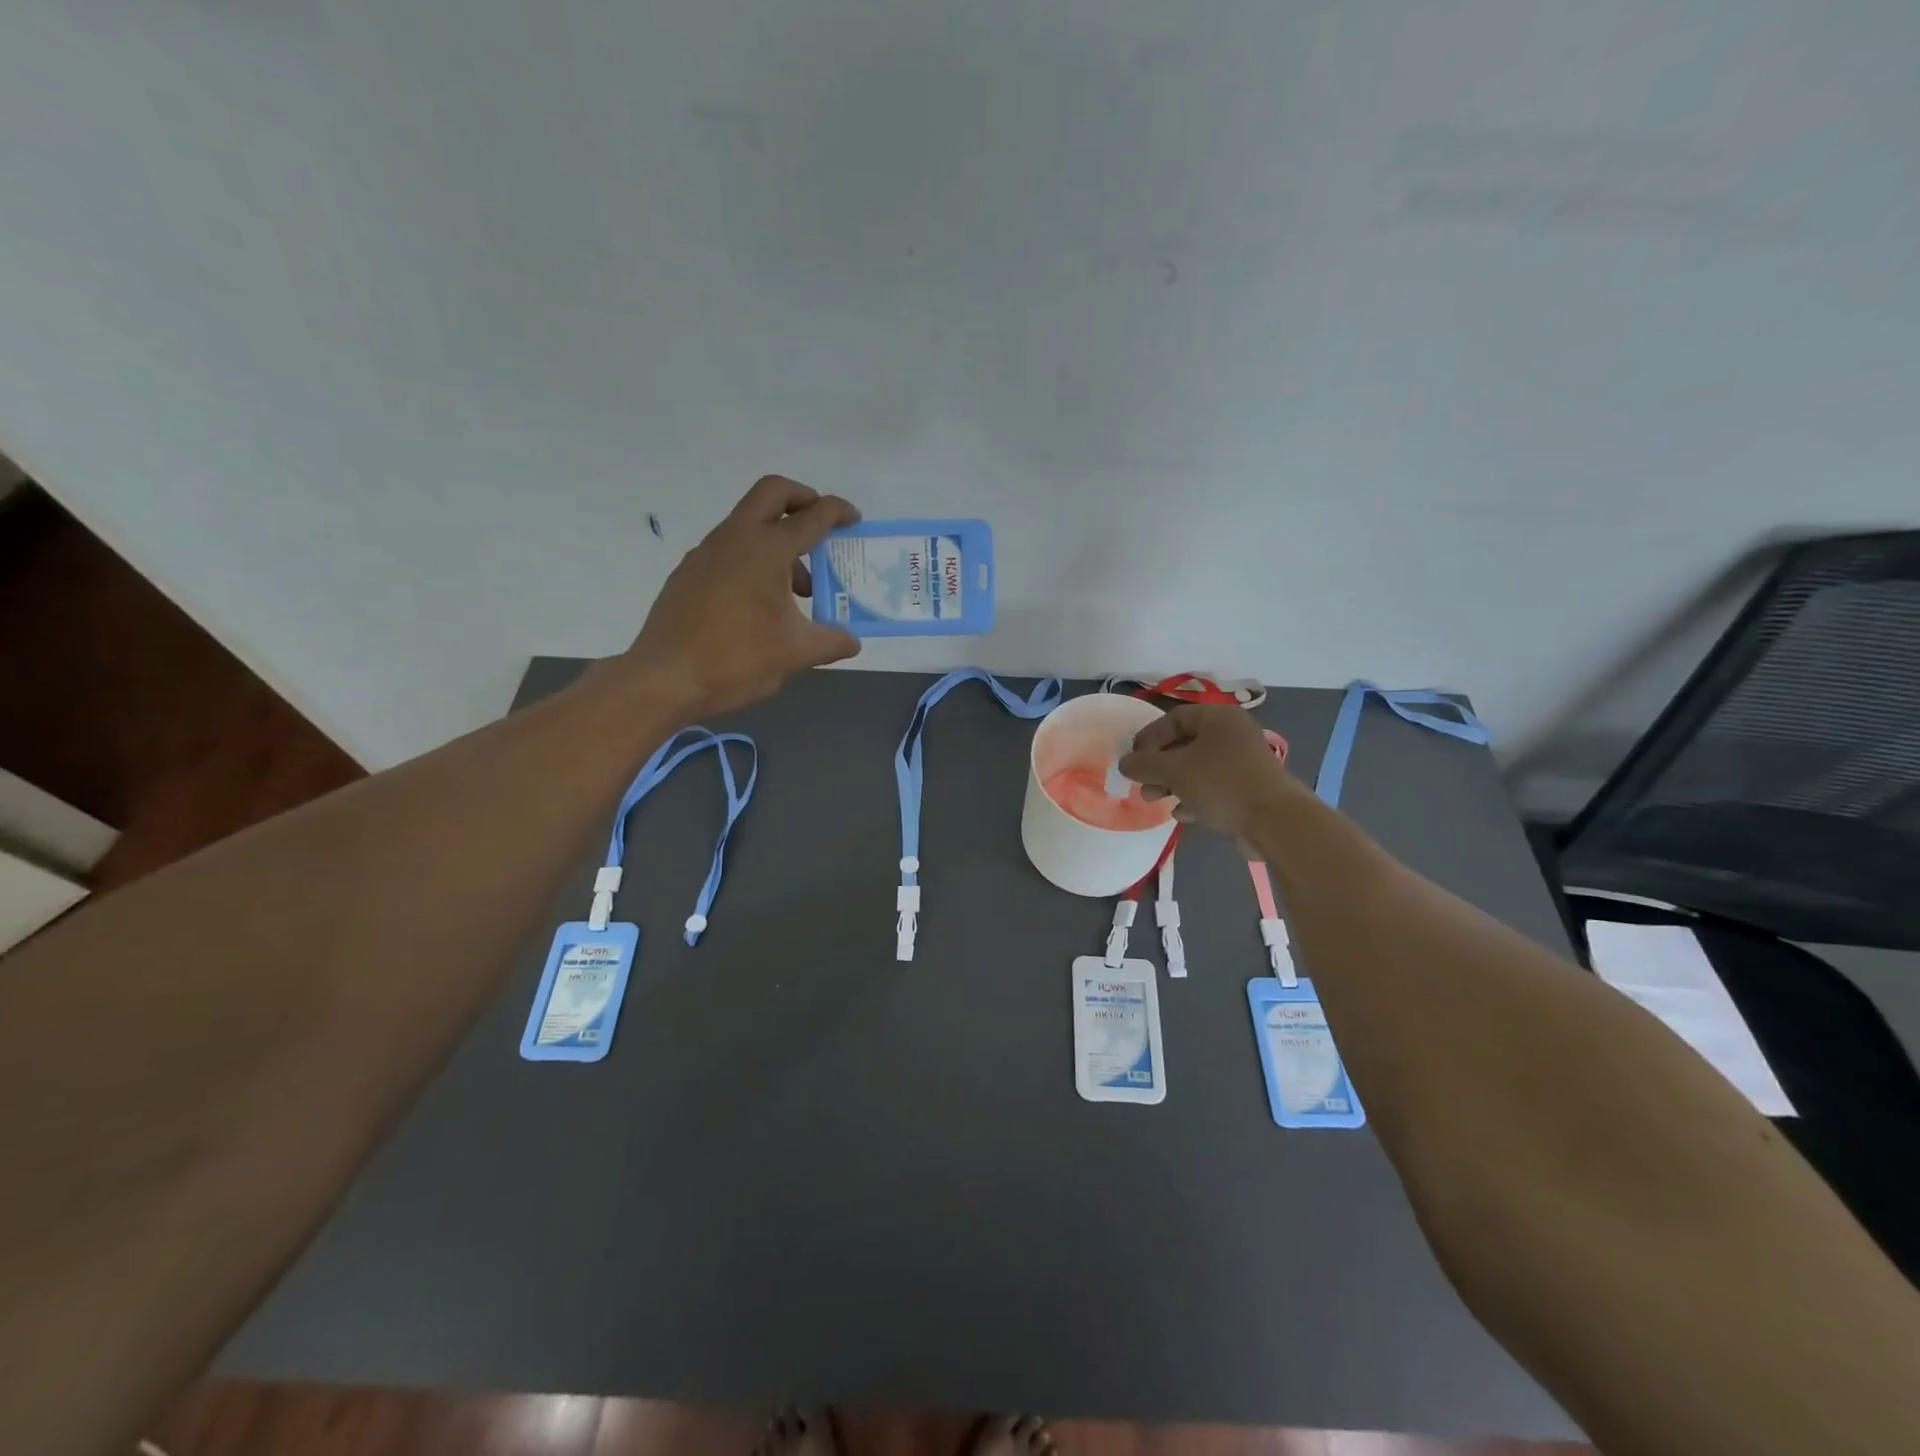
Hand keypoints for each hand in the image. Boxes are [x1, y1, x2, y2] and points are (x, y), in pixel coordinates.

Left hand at [623, 476, 861, 714]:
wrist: (665, 678)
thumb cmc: (736, 658)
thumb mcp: (795, 653)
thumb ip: (831, 642)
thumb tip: (852, 642)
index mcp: (766, 549)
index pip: (811, 516)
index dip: (838, 512)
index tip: (854, 520)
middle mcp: (735, 538)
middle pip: (773, 492)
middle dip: (803, 499)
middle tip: (822, 527)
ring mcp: (707, 552)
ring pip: (750, 523)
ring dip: (779, 539)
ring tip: (798, 589)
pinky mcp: (689, 572)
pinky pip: (730, 549)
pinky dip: (755, 559)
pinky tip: (761, 604)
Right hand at [1120, 704, 1297, 841]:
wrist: (1274, 820)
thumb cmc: (1220, 783)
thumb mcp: (1174, 770)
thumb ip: (1144, 764)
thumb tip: (1124, 763)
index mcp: (1218, 718)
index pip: (1174, 718)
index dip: (1149, 736)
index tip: (1133, 758)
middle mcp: (1232, 734)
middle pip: (1185, 744)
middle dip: (1158, 765)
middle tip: (1142, 782)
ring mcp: (1243, 762)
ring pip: (1197, 767)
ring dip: (1172, 782)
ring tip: (1154, 799)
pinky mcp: (1249, 788)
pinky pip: (1213, 786)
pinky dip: (1194, 796)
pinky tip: (1181, 813)